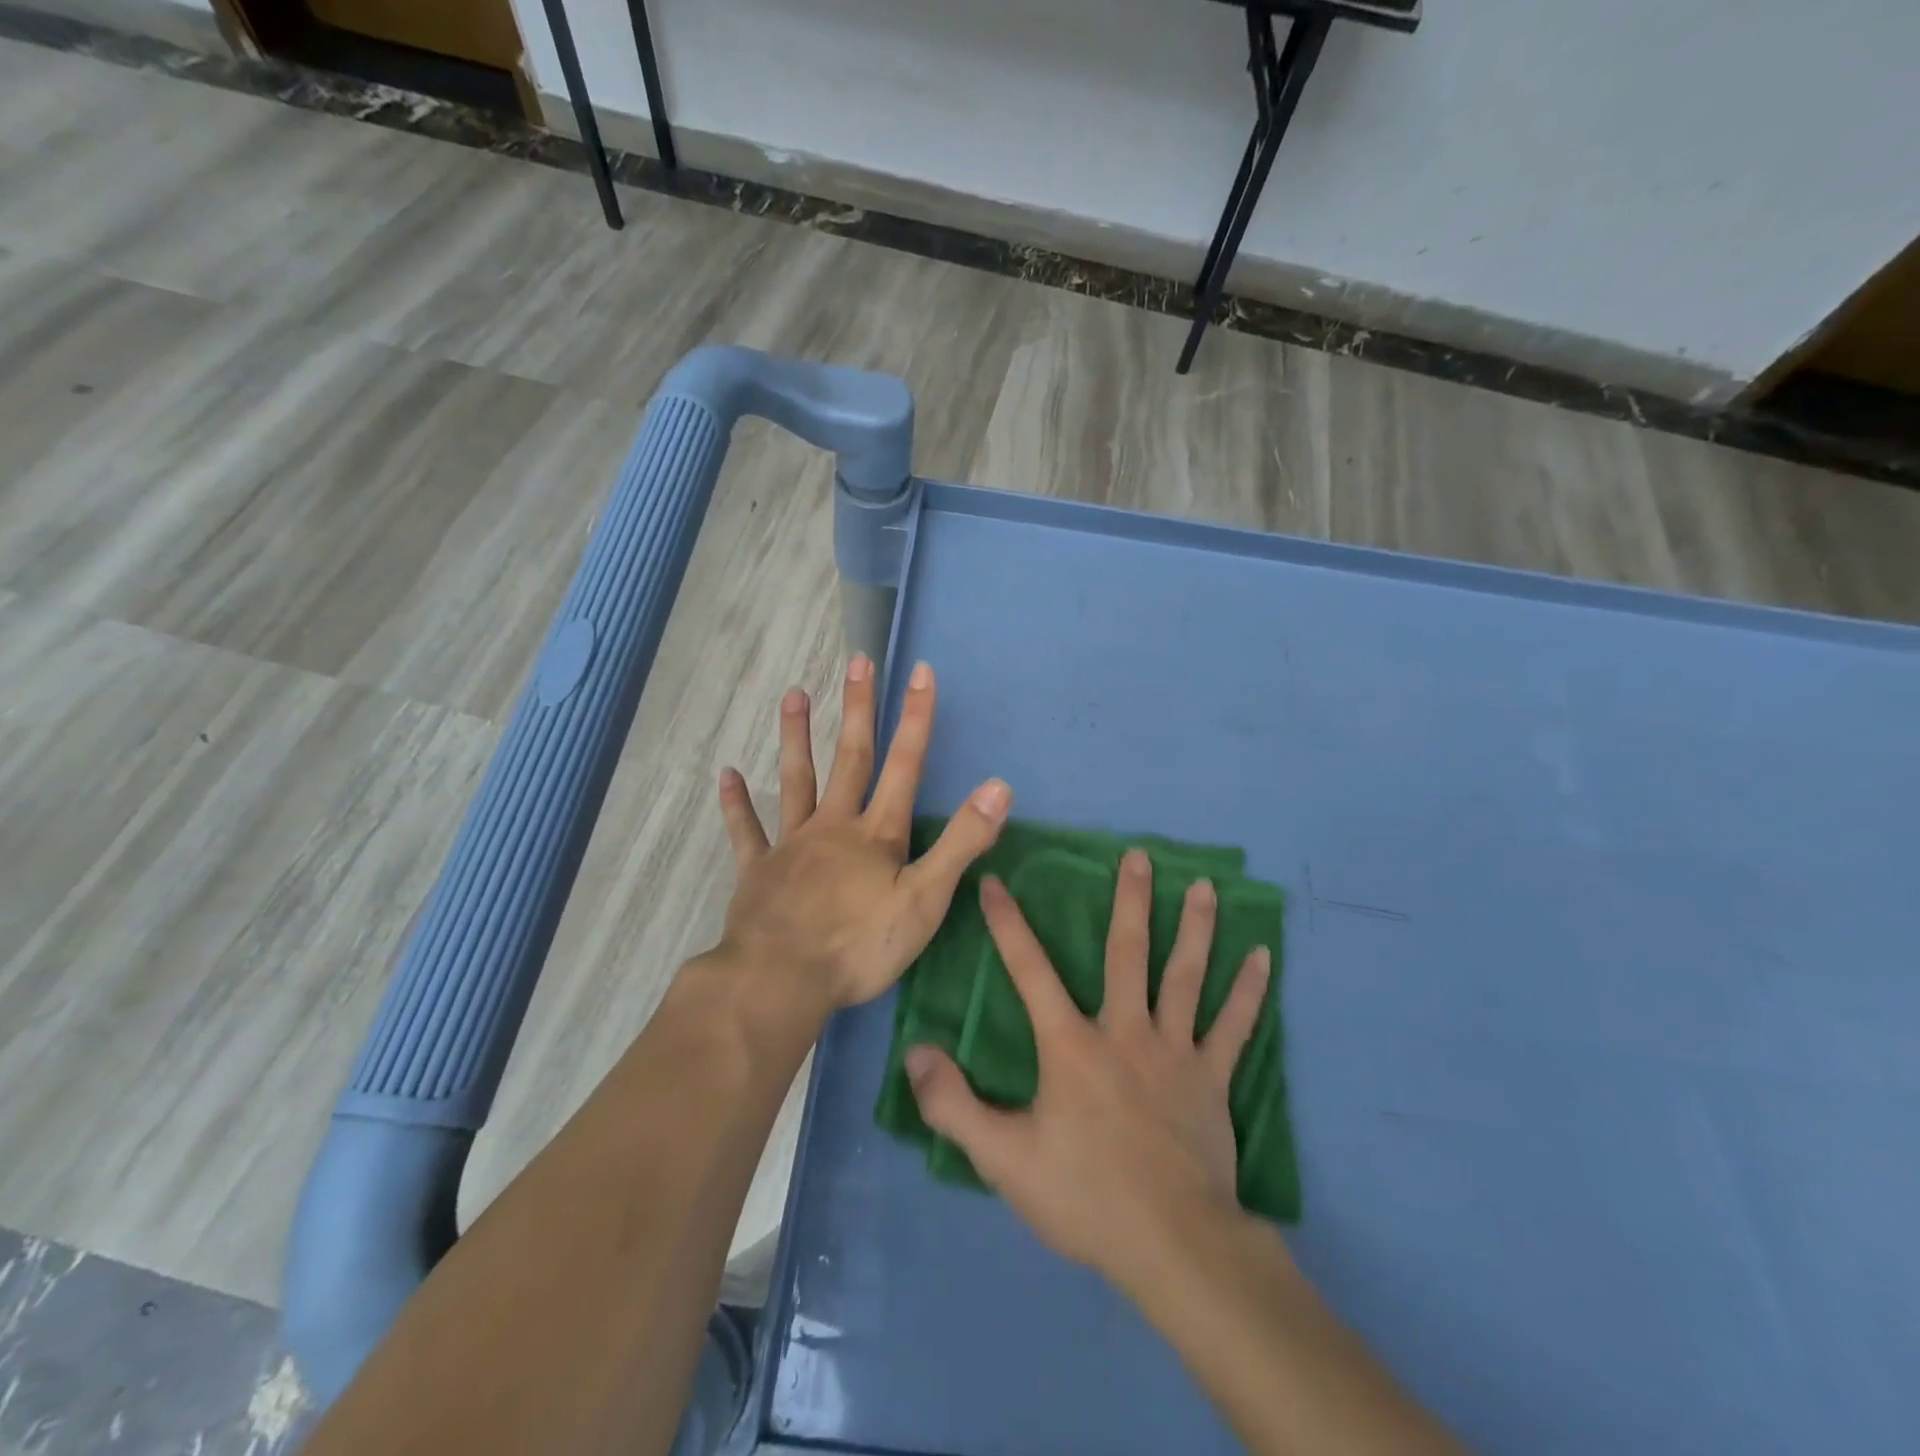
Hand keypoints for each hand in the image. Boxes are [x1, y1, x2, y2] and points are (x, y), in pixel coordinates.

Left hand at [716, 653, 1011, 1010]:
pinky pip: (746, 831)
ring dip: (796, 737)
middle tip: (858, 661)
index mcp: (877, 834)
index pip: (905, 765)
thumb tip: (999, 787)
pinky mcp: (758, 871)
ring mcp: (791, 845)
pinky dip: (737, 804)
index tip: (920, 671)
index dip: (917, 718)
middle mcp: (833, 826)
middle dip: (859, 709)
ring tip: (793, 694)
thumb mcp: (925, 900)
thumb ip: (961, 843)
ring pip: (796, 780)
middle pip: (850, 758)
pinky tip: (728, 775)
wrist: (780, 982)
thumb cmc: (859, 946)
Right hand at [905, 849, 1271, 1281]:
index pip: (1030, 971)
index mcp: (1071, 1045)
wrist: (1172, 1247)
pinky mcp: (1212, 1079)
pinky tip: (1263, 956)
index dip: (1009, 925)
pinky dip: (1250, 990)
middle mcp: (1124, 1031)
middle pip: (1126, 953)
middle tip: (1138, 854)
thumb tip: (915, 1052)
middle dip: (1130, 901)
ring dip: (1195, 927)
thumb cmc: (1084, 1197)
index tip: (997, 882)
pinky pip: (1234, 1026)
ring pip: (1185, 976)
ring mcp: (1174, 1051)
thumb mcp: (1002, 1158)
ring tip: (1203, 884)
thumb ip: (953, 1104)